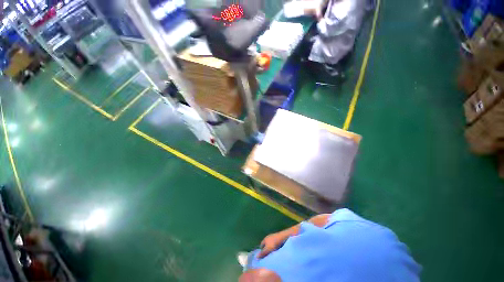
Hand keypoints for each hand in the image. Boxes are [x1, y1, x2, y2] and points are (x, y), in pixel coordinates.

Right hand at [257, 232, 286, 258]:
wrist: (283, 237)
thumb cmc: (274, 243)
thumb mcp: (267, 249)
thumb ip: (262, 253)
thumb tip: (256, 257)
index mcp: (265, 239)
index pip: (261, 245)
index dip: (261, 251)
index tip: (262, 257)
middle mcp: (268, 237)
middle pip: (266, 244)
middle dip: (266, 250)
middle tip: (268, 257)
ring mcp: (274, 237)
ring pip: (271, 244)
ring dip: (271, 249)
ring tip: (273, 255)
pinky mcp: (279, 238)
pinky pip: (276, 244)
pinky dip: (276, 247)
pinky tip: (278, 251)